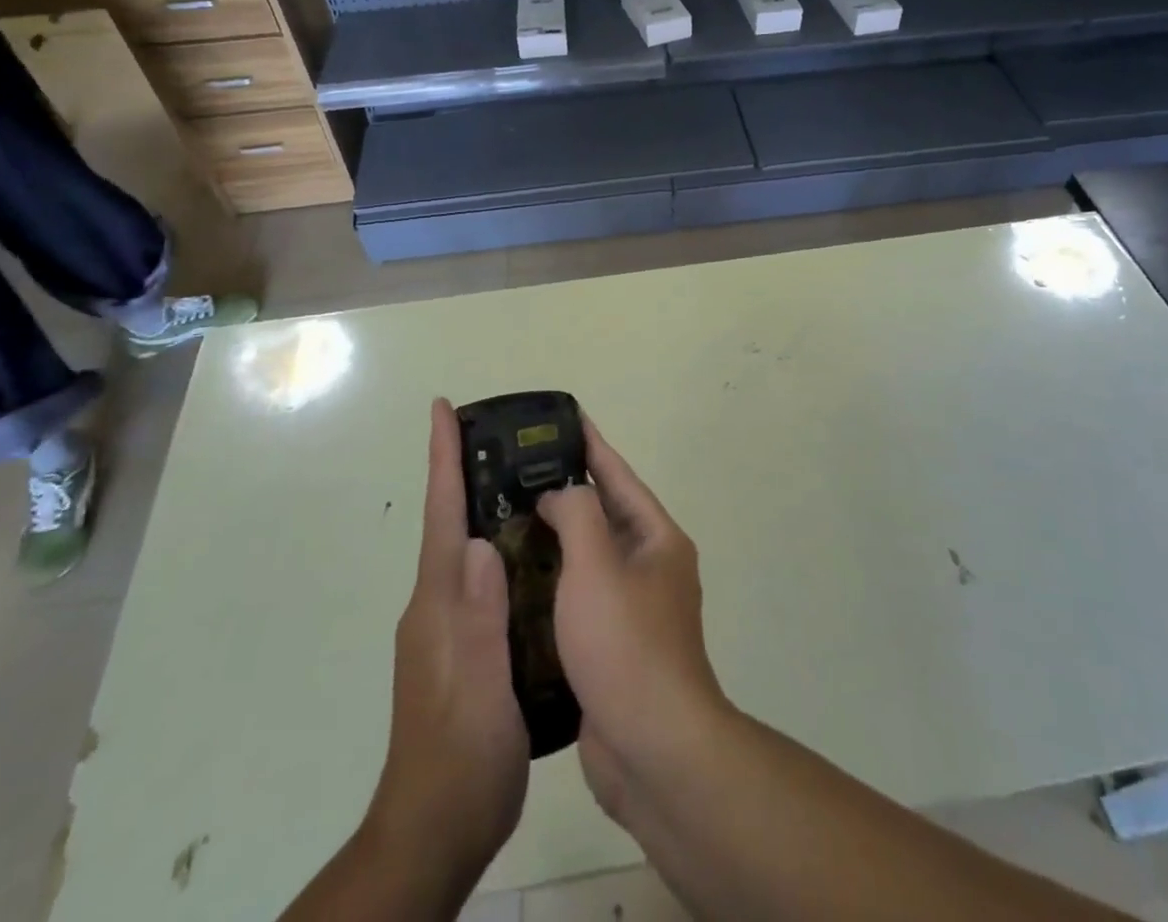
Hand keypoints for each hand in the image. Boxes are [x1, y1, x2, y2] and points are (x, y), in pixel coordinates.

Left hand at [369, 398, 528, 886]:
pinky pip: (485, 580)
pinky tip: (535, 552)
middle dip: (468, 471)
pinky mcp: (466, 648)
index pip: (441, 514)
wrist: (436, 833)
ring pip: (469, 550)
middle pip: (453, 522)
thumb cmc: (461, 757)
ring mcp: (449, 628)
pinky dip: (504, 551)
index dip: (442, 458)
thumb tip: (482, 542)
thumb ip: (477, 617)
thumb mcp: (477, 689)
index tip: (442, 408)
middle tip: (506, 433)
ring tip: (529, 478)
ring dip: (489, 508)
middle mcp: (438, 604)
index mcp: (439, 602)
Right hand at [536, 418, 730, 821]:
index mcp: (658, 540)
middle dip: (566, 492)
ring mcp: (634, 610)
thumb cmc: (626, 644)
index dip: (591, 444)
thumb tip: (561, 494)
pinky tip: (517, 581)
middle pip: (604, 515)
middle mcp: (651, 568)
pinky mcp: (613, 647)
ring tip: (509, 519)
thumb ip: (578, 513)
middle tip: (519, 472)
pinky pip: (580, 598)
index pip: (619, 476)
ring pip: (589, 558)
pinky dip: (553, 584)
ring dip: (555, 539)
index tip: (566, 418)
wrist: (653, 750)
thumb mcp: (598, 564)